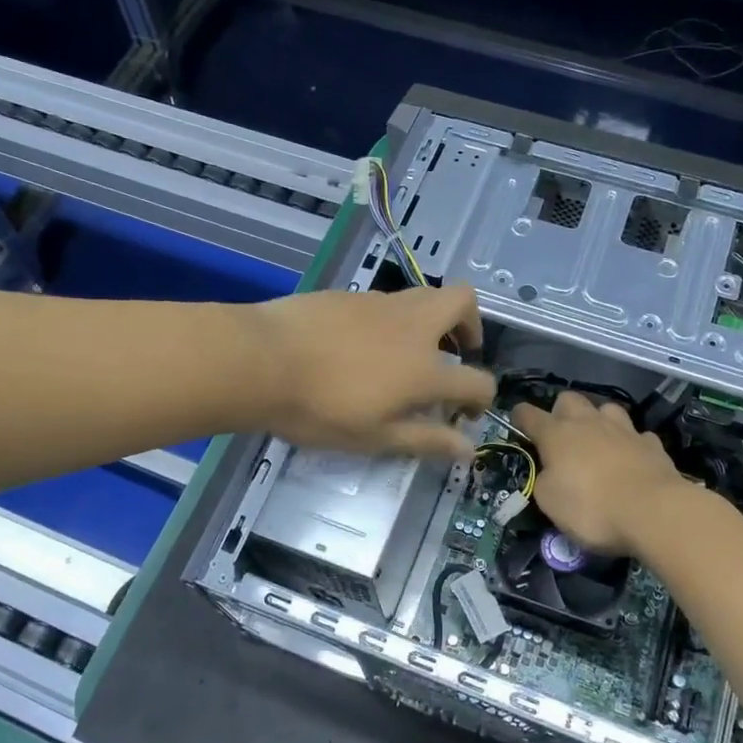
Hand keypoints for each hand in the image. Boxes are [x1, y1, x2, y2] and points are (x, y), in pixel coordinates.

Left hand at [251, 284, 495, 460]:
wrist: (261, 360)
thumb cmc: (319, 409)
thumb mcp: (375, 437)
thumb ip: (426, 440)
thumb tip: (468, 449)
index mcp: (425, 370)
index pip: (477, 380)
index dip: (482, 398)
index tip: (467, 412)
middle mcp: (413, 327)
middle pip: (463, 302)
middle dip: (471, 325)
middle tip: (454, 352)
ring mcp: (381, 304)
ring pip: (425, 295)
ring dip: (432, 319)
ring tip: (408, 350)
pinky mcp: (352, 294)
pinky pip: (388, 301)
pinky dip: (393, 319)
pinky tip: (363, 344)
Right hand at [511, 392, 680, 554]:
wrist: (654, 511)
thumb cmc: (591, 507)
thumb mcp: (549, 502)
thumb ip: (543, 480)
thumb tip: (549, 472)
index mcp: (556, 434)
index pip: (528, 414)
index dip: (519, 418)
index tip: (517, 425)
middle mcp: (588, 423)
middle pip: (568, 399)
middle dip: (561, 412)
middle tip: (561, 436)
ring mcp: (623, 430)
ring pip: (606, 408)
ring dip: (598, 420)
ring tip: (598, 441)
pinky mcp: (651, 444)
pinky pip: (637, 435)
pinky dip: (630, 444)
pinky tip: (631, 458)